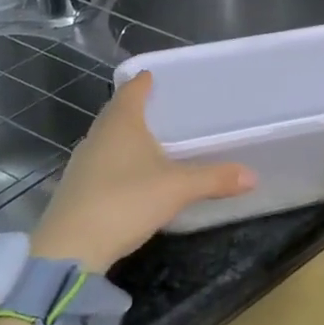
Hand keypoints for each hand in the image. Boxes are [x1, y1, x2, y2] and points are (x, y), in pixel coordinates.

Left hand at [32, 72, 254, 272]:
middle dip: (136, 108)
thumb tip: (252, 175)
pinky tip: (132, 176)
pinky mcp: (76, 189)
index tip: (154, 76)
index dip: (143, 82)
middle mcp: (97, 136)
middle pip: (116, 113)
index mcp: (120, 124)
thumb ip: (214, 179)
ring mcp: (82, 163)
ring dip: (125, 137)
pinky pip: (101, 163)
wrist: (71, 248)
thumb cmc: (126, 201)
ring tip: (150, 141)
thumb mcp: (178, 189)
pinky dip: (118, 161)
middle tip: (161, 109)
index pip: (131, 91)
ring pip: (107, 139)